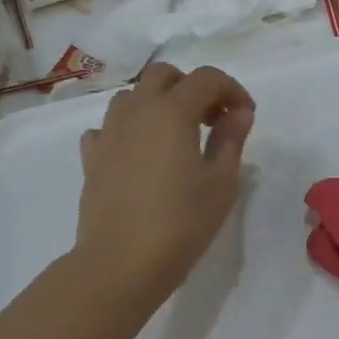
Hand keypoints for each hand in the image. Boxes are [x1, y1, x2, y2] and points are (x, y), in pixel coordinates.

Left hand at [72, 63, 255, 301]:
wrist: (121, 263)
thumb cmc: (182, 221)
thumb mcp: (221, 182)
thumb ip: (231, 139)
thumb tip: (239, 113)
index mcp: (172, 112)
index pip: (206, 79)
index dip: (232, 89)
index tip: (246, 115)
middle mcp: (137, 112)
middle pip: (163, 75)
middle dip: (192, 87)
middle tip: (213, 119)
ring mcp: (109, 133)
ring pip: (133, 96)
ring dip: (159, 103)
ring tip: (178, 135)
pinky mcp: (92, 159)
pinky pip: (109, 127)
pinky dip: (129, 129)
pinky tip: (141, 154)